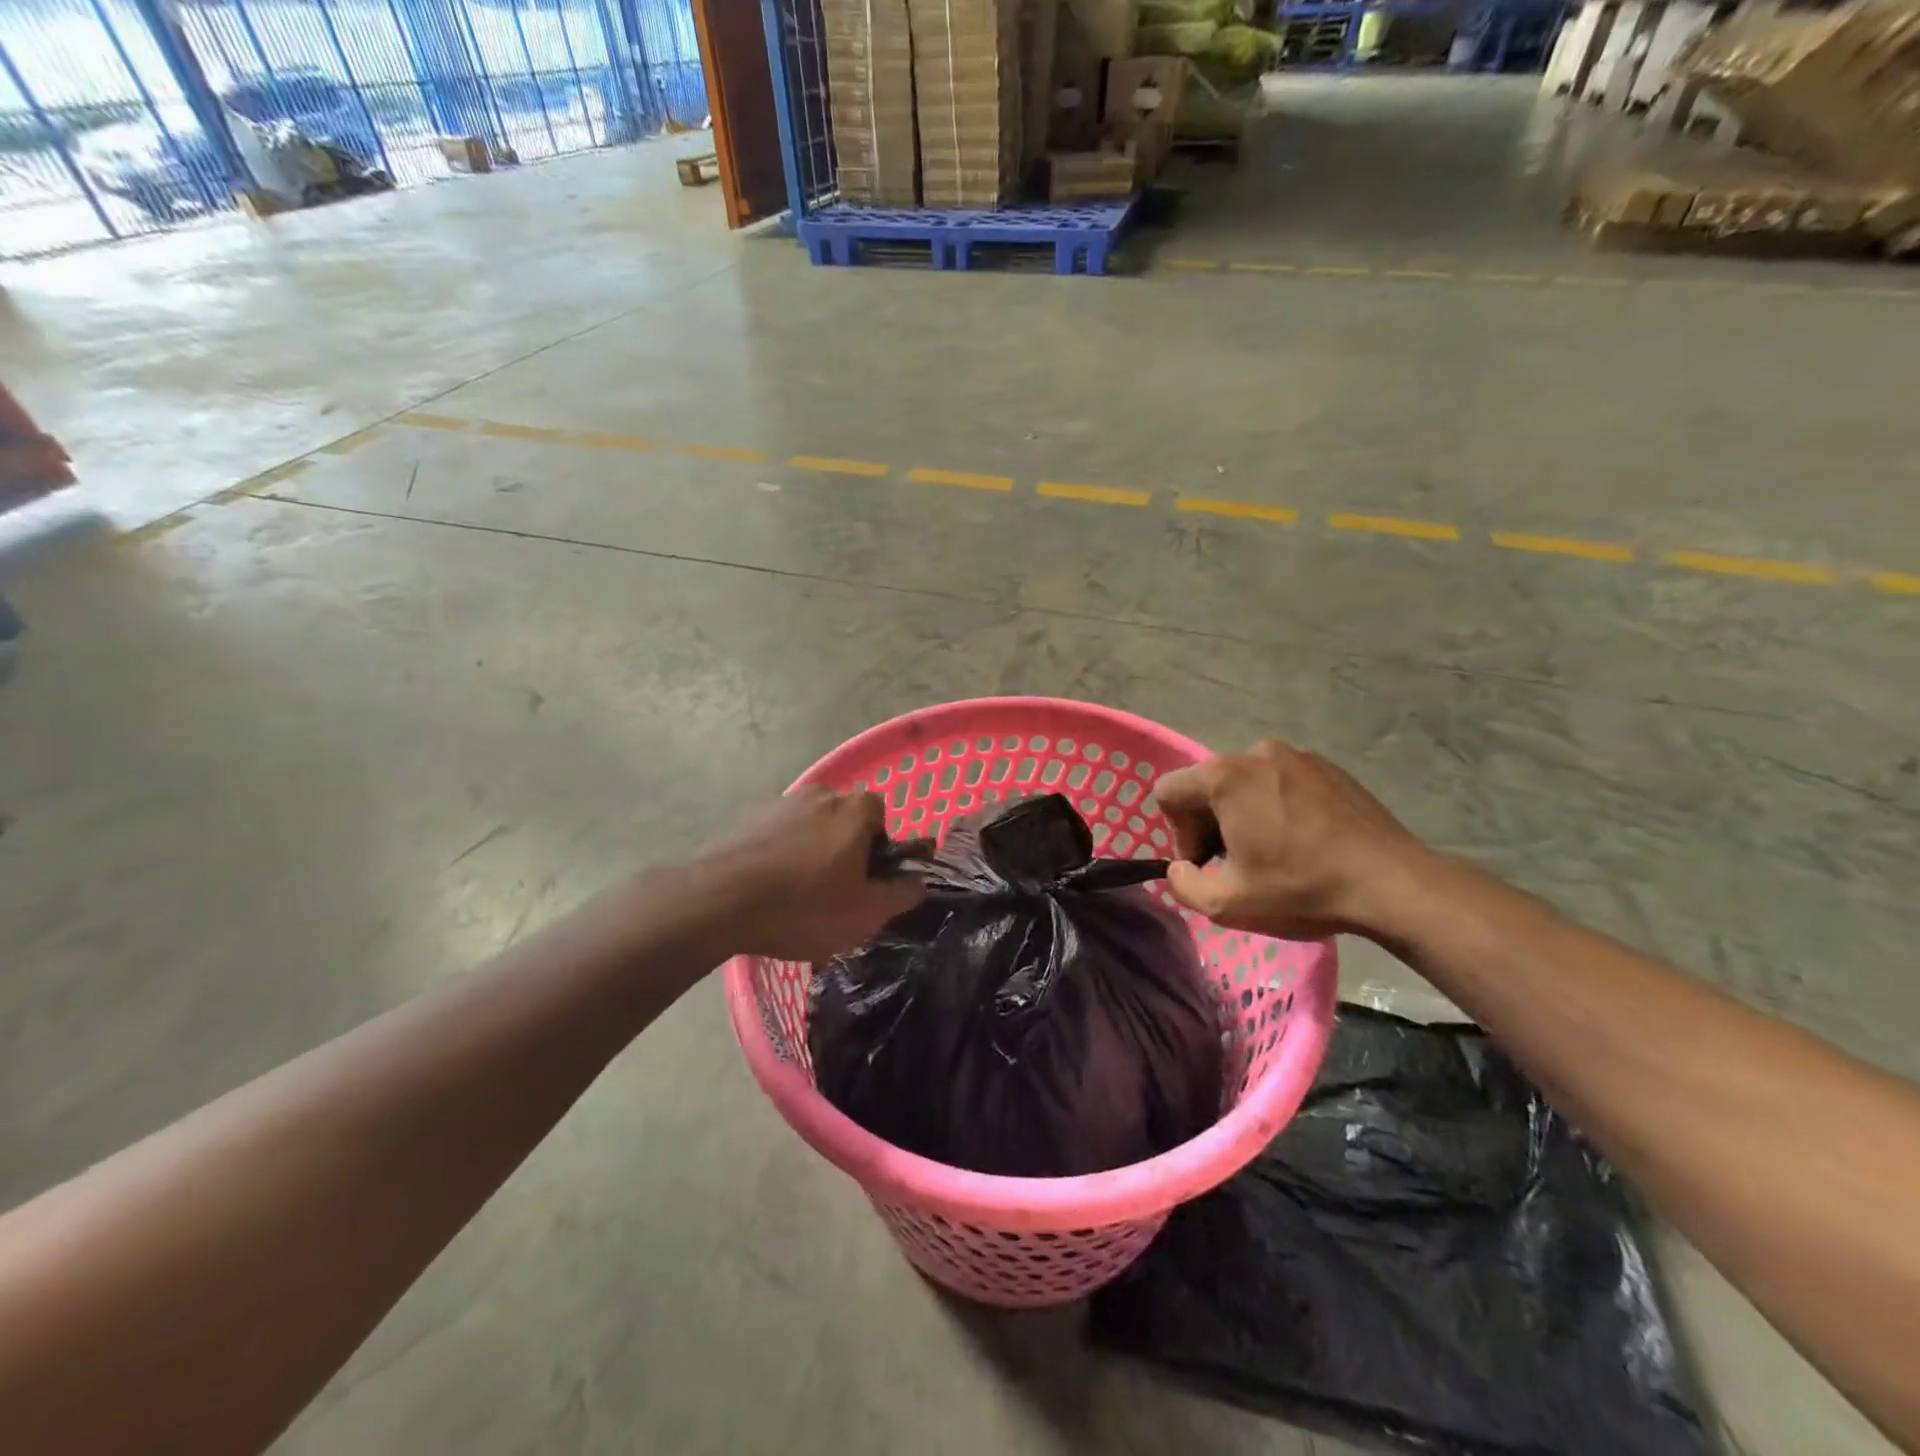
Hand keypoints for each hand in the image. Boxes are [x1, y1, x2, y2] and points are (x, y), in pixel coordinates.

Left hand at [690, 787, 924, 962]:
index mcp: (853, 810)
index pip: (880, 813)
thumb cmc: (803, 906)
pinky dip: (776, 853)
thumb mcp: (865, 913)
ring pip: (807, 826)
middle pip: (842, 817)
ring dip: (807, 850)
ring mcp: (778, 803)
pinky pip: (774, 834)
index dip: (878, 845)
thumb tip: (920, 881)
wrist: (717, 901)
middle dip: (842, 847)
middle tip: (832, 890)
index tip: (865, 878)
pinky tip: (764, 888)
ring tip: (794, 893)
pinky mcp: (744, 818)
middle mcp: (819, 794)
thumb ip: (901, 894)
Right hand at [1154, 741, 1429, 939]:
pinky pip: (1282, 784)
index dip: (1179, 834)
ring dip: (1245, 816)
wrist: (1392, 884)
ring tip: (1276, 854)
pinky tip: (1305, 843)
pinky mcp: (1329, 768)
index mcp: (1225, 777)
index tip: (1210, 865)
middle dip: (1211, 825)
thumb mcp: (1226, 903)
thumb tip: (1181, 868)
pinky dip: (1279, 809)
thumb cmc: (1301, 889)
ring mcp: (1298, 756)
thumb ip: (1183, 884)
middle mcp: (1256, 753)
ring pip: (1246, 784)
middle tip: (1240, 866)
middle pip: (1207, 786)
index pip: (1169, 792)